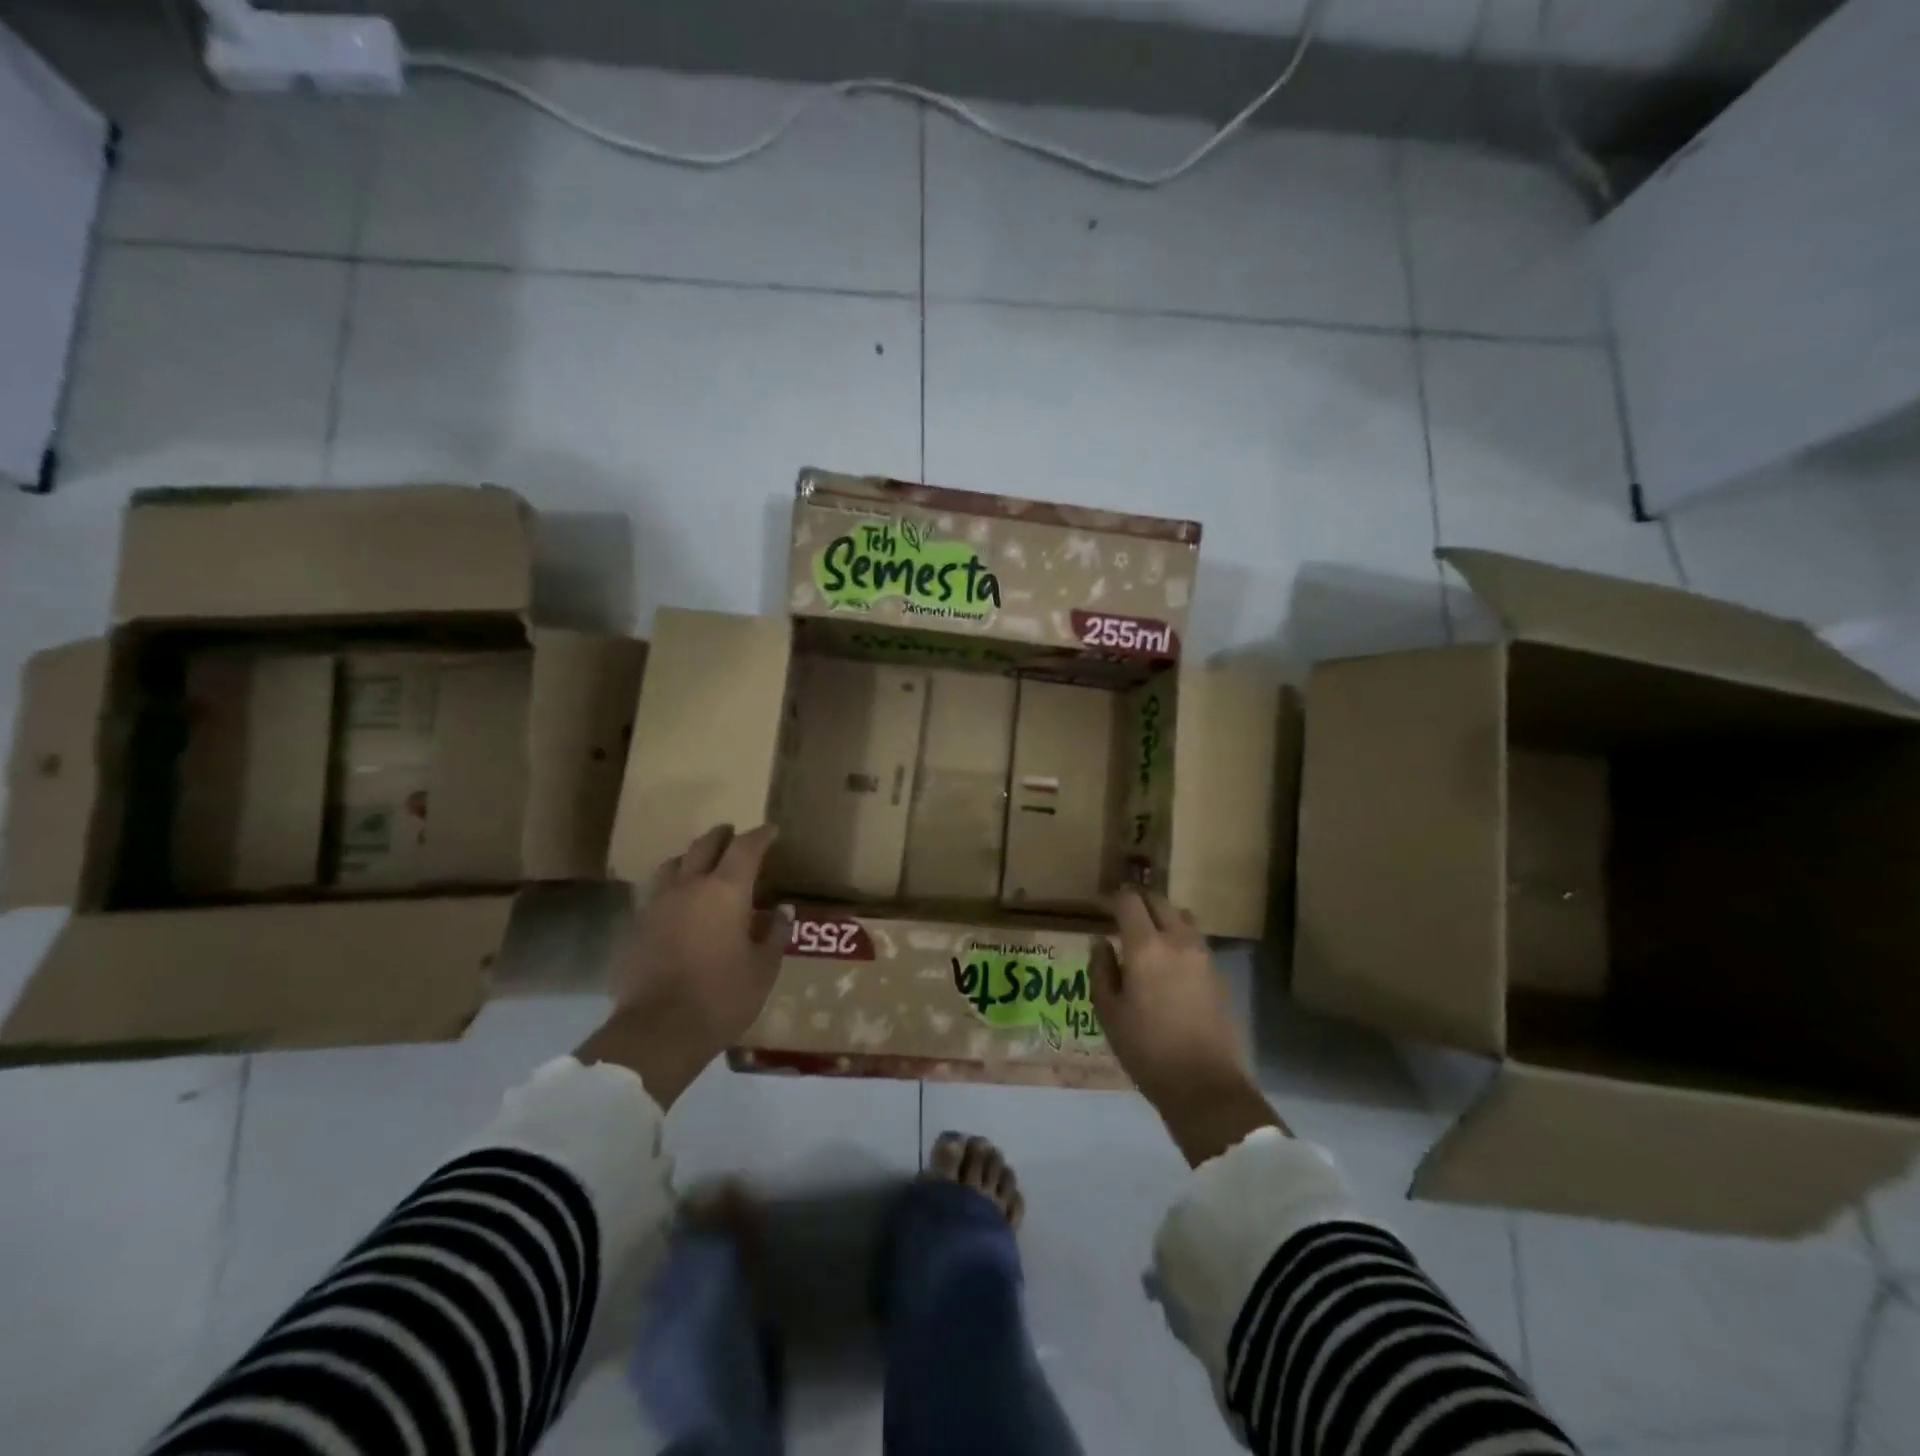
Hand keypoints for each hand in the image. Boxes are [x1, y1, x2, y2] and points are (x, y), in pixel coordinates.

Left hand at [577, 824, 789, 1107]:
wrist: (657, 1032)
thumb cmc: (722, 997)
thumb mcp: (762, 968)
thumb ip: (773, 934)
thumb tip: (781, 911)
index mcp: (726, 891)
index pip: (745, 848)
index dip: (760, 836)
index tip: (771, 831)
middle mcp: (689, 887)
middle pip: (704, 846)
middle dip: (722, 836)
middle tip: (733, 834)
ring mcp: (657, 904)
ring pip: (673, 865)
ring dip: (690, 858)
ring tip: (700, 864)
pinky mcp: (636, 927)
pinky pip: (655, 893)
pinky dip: (671, 888)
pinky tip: (677, 904)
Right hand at [1094, 886, 1283, 1164]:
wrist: (1204, 1085)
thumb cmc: (1146, 1050)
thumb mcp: (1109, 1013)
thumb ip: (1101, 970)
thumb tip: (1101, 942)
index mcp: (1146, 947)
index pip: (1129, 901)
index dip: (1111, 898)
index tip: (1099, 906)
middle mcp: (1177, 941)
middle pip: (1158, 901)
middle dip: (1138, 900)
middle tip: (1120, 913)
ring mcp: (1203, 956)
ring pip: (1181, 916)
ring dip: (1162, 916)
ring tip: (1146, 934)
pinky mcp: (1218, 973)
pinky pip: (1194, 940)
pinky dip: (1178, 937)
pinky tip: (1167, 961)